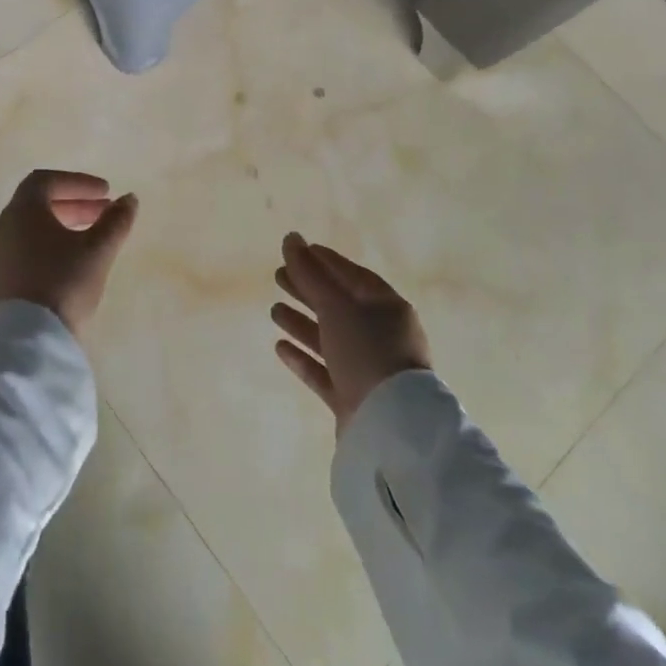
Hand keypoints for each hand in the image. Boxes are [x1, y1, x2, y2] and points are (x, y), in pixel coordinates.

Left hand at [0, 170, 138, 338]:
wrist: (26, 344)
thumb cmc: (63, 284)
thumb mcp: (97, 251)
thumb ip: (115, 221)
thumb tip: (129, 199)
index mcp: (22, 212)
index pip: (45, 181)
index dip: (77, 182)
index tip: (105, 193)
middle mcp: (2, 229)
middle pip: (37, 205)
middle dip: (73, 205)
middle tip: (103, 214)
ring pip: (29, 231)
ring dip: (60, 228)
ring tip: (90, 242)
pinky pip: (22, 254)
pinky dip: (46, 249)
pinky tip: (68, 268)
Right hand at [271, 233, 431, 432]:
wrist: (391, 428)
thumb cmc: (367, 351)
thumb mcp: (336, 306)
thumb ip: (309, 273)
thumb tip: (290, 238)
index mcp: (386, 307)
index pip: (351, 275)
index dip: (324, 261)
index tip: (296, 250)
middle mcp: (380, 335)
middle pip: (338, 305)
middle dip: (308, 289)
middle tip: (277, 276)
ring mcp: (367, 368)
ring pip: (329, 338)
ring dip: (301, 323)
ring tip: (273, 310)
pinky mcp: (353, 398)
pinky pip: (324, 371)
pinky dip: (303, 357)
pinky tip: (280, 346)